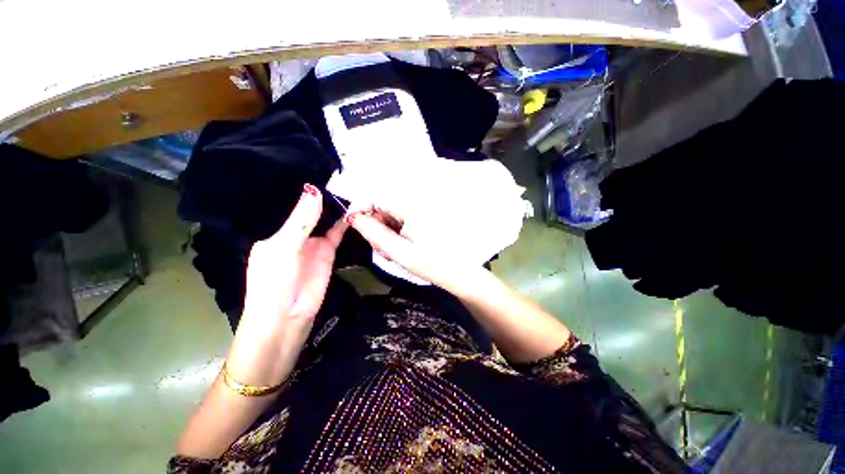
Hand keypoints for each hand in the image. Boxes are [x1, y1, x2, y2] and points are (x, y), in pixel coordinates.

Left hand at [227, 184, 346, 385]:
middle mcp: (294, 234)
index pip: (291, 205)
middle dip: (325, 196)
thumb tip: (314, 190)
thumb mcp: (283, 249)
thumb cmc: (273, 283)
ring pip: (326, 220)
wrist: (286, 320)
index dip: (305, 190)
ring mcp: (313, 243)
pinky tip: (354, 210)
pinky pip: (337, 233)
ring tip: (353, 189)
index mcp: (276, 232)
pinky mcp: (328, 253)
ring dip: (337, 208)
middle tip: (343, 176)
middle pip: (311, 211)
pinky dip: (345, 223)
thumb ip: (301, 221)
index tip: (322, 170)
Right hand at [346, 209, 473, 290]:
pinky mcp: (421, 218)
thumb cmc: (433, 264)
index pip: (378, 196)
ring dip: (384, 231)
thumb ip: (376, 234)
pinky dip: (394, 232)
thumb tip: (354, 218)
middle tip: (379, 247)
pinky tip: (399, 247)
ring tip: (391, 251)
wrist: (459, 272)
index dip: (360, 206)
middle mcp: (416, 204)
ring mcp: (420, 211)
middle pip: (383, 206)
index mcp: (413, 209)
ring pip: (390, 214)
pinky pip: (399, 220)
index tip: (352, 223)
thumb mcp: (401, 253)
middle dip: (374, 224)